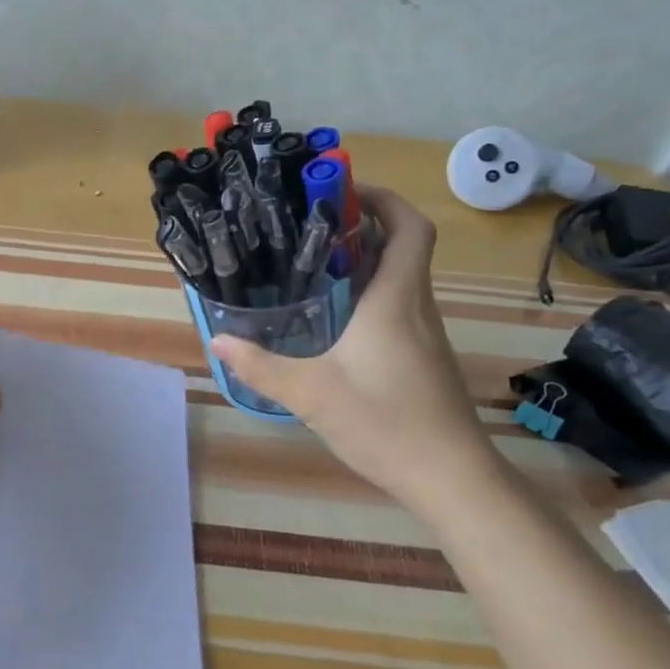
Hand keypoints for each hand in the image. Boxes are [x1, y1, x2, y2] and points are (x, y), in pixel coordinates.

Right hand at [211, 187, 497, 508]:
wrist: (451, 477)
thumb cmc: (385, 423)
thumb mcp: (311, 395)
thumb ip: (261, 366)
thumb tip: (218, 339)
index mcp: (394, 300)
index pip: (407, 228)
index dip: (382, 199)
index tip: (341, 191)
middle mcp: (414, 306)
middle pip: (403, 245)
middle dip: (362, 224)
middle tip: (309, 225)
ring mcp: (423, 332)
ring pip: (400, 275)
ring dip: (365, 258)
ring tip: (310, 263)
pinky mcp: (422, 355)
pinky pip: (397, 303)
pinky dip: (369, 291)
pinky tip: (332, 317)